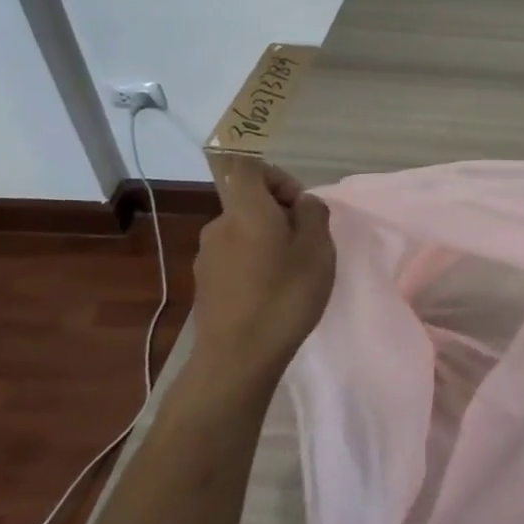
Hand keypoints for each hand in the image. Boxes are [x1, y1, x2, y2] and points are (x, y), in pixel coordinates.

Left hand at [190, 157, 336, 389]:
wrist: (237, 357)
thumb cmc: (285, 296)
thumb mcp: (318, 250)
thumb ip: (314, 215)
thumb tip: (302, 204)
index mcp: (245, 209)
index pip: (247, 166)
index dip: (276, 174)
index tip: (298, 203)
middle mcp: (219, 225)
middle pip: (248, 200)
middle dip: (279, 212)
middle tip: (308, 242)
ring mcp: (207, 256)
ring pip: (243, 231)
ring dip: (268, 240)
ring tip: (293, 271)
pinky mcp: (205, 283)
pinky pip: (235, 256)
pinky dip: (254, 263)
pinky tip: (272, 292)